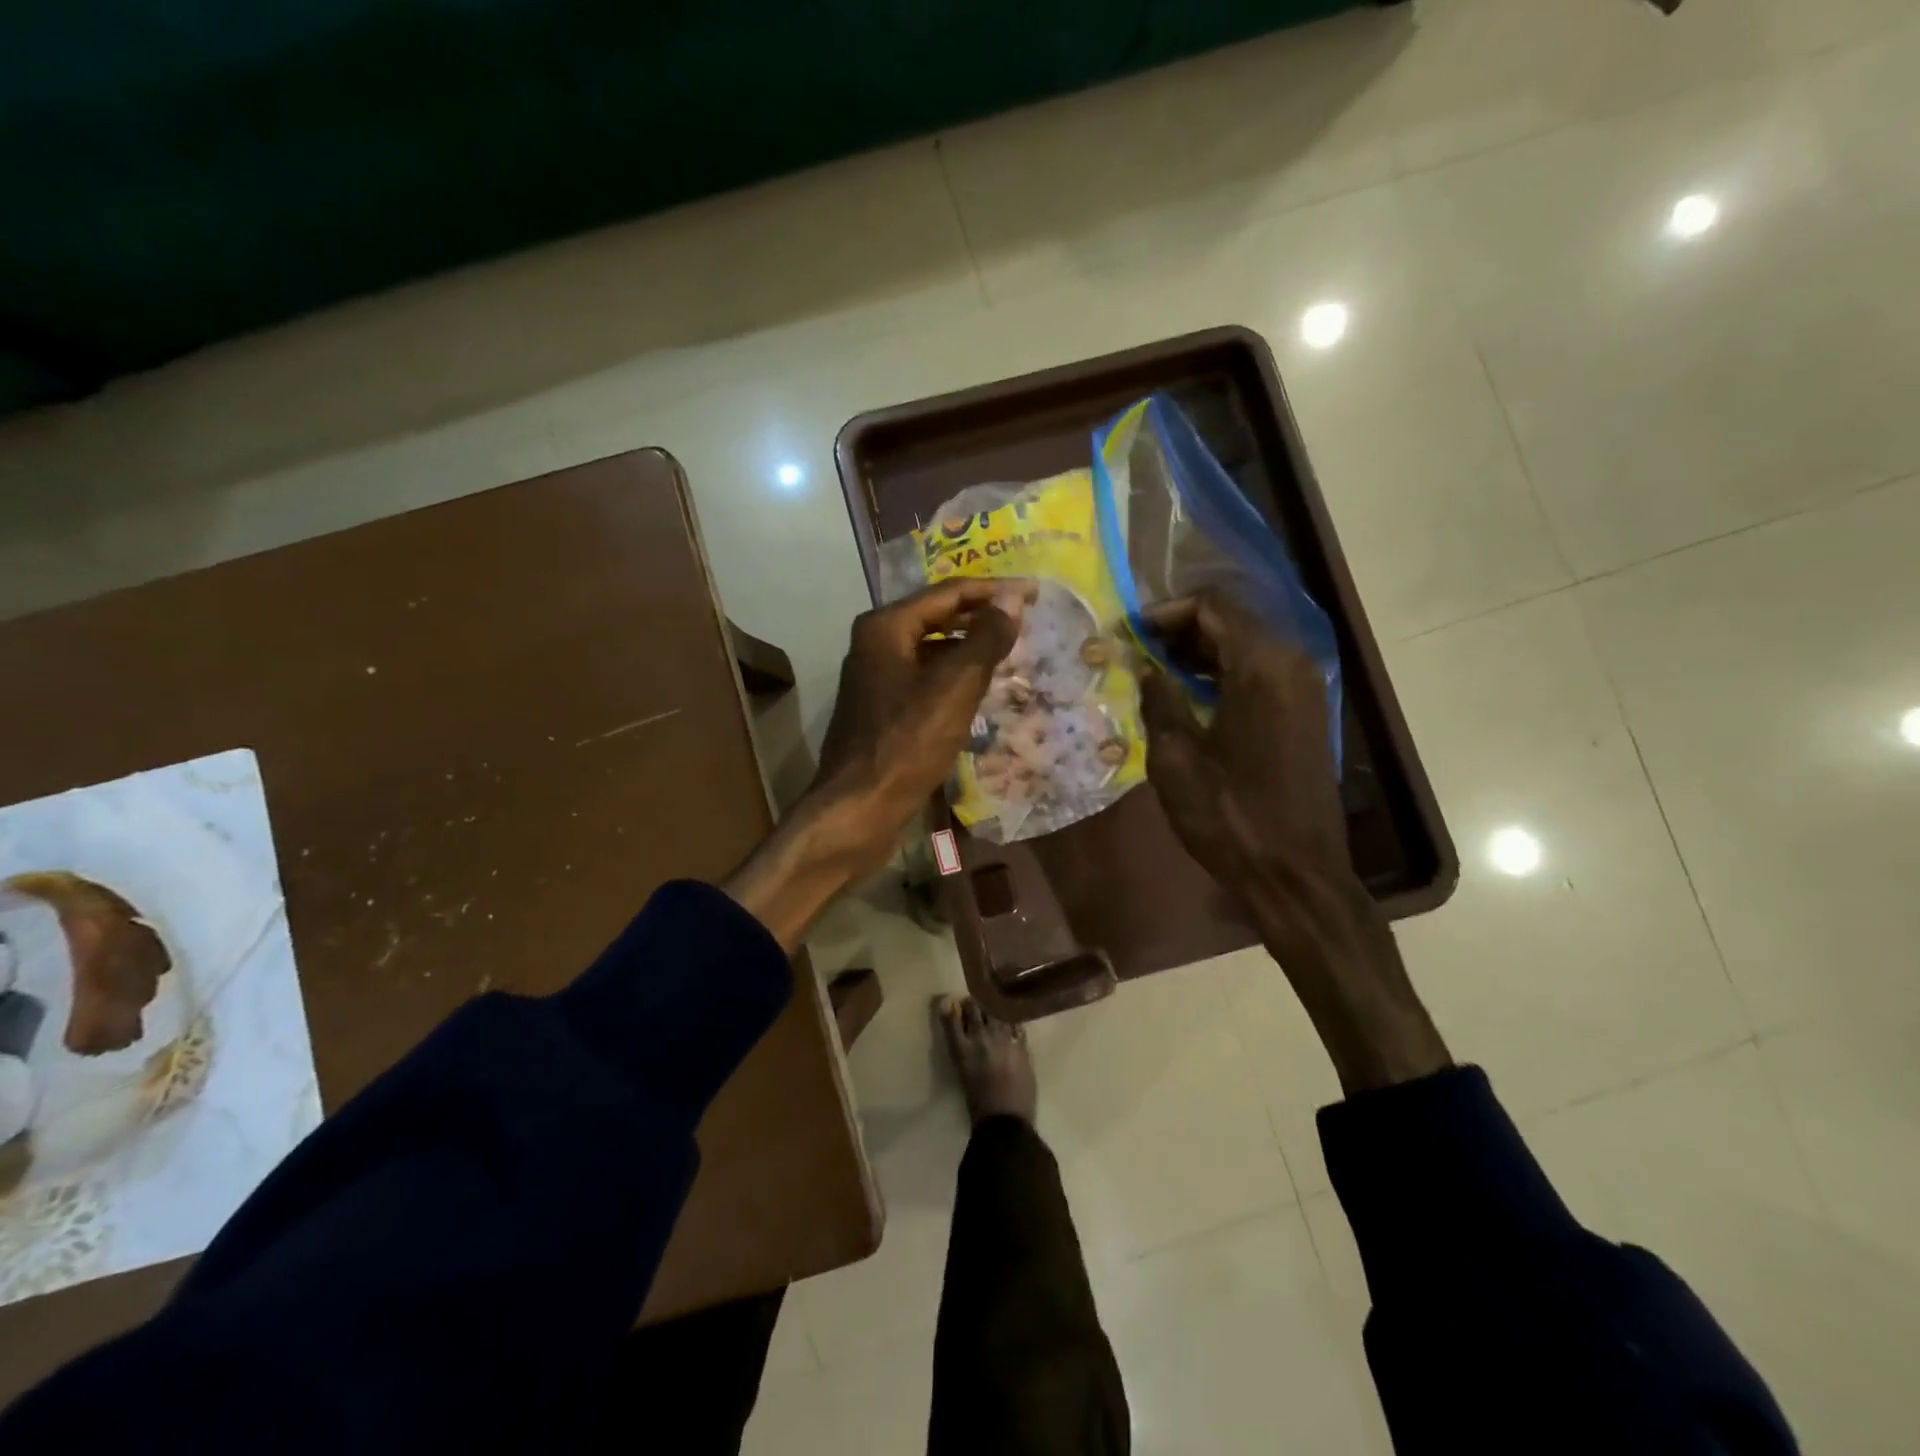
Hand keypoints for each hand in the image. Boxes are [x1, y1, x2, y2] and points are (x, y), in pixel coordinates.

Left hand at [808, 578, 1028, 873]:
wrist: (859, 806)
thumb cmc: (907, 743)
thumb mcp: (954, 688)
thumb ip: (985, 640)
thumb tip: (1011, 602)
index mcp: (886, 627)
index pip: (948, 594)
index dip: (994, 590)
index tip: (1034, 592)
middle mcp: (875, 643)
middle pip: (937, 617)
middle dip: (981, 617)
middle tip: (1024, 620)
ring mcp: (875, 676)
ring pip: (931, 649)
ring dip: (968, 647)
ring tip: (1008, 652)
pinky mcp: (881, 707)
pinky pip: (924, 677)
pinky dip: (953, 676)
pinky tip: (978, 689)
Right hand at [1138, 591, 1448, 1093]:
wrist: (1295, 874)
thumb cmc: (1230, 816)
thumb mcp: (1176, 757)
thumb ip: (1159, 699)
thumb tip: (1145, 666)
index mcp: (1261, 666)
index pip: (1212, 606)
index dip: (1165, 612)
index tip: (1129, 634)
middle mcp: (1291, 664)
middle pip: (1232, 622)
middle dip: (1181, 630)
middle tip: (1136, 652)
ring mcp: (1305, 690)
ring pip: (1247, 647)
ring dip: (1202, 653)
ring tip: (1155, 673)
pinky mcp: (1307, 714)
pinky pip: (1261, 674)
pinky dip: (1225, 674)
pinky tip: (1191, 698)